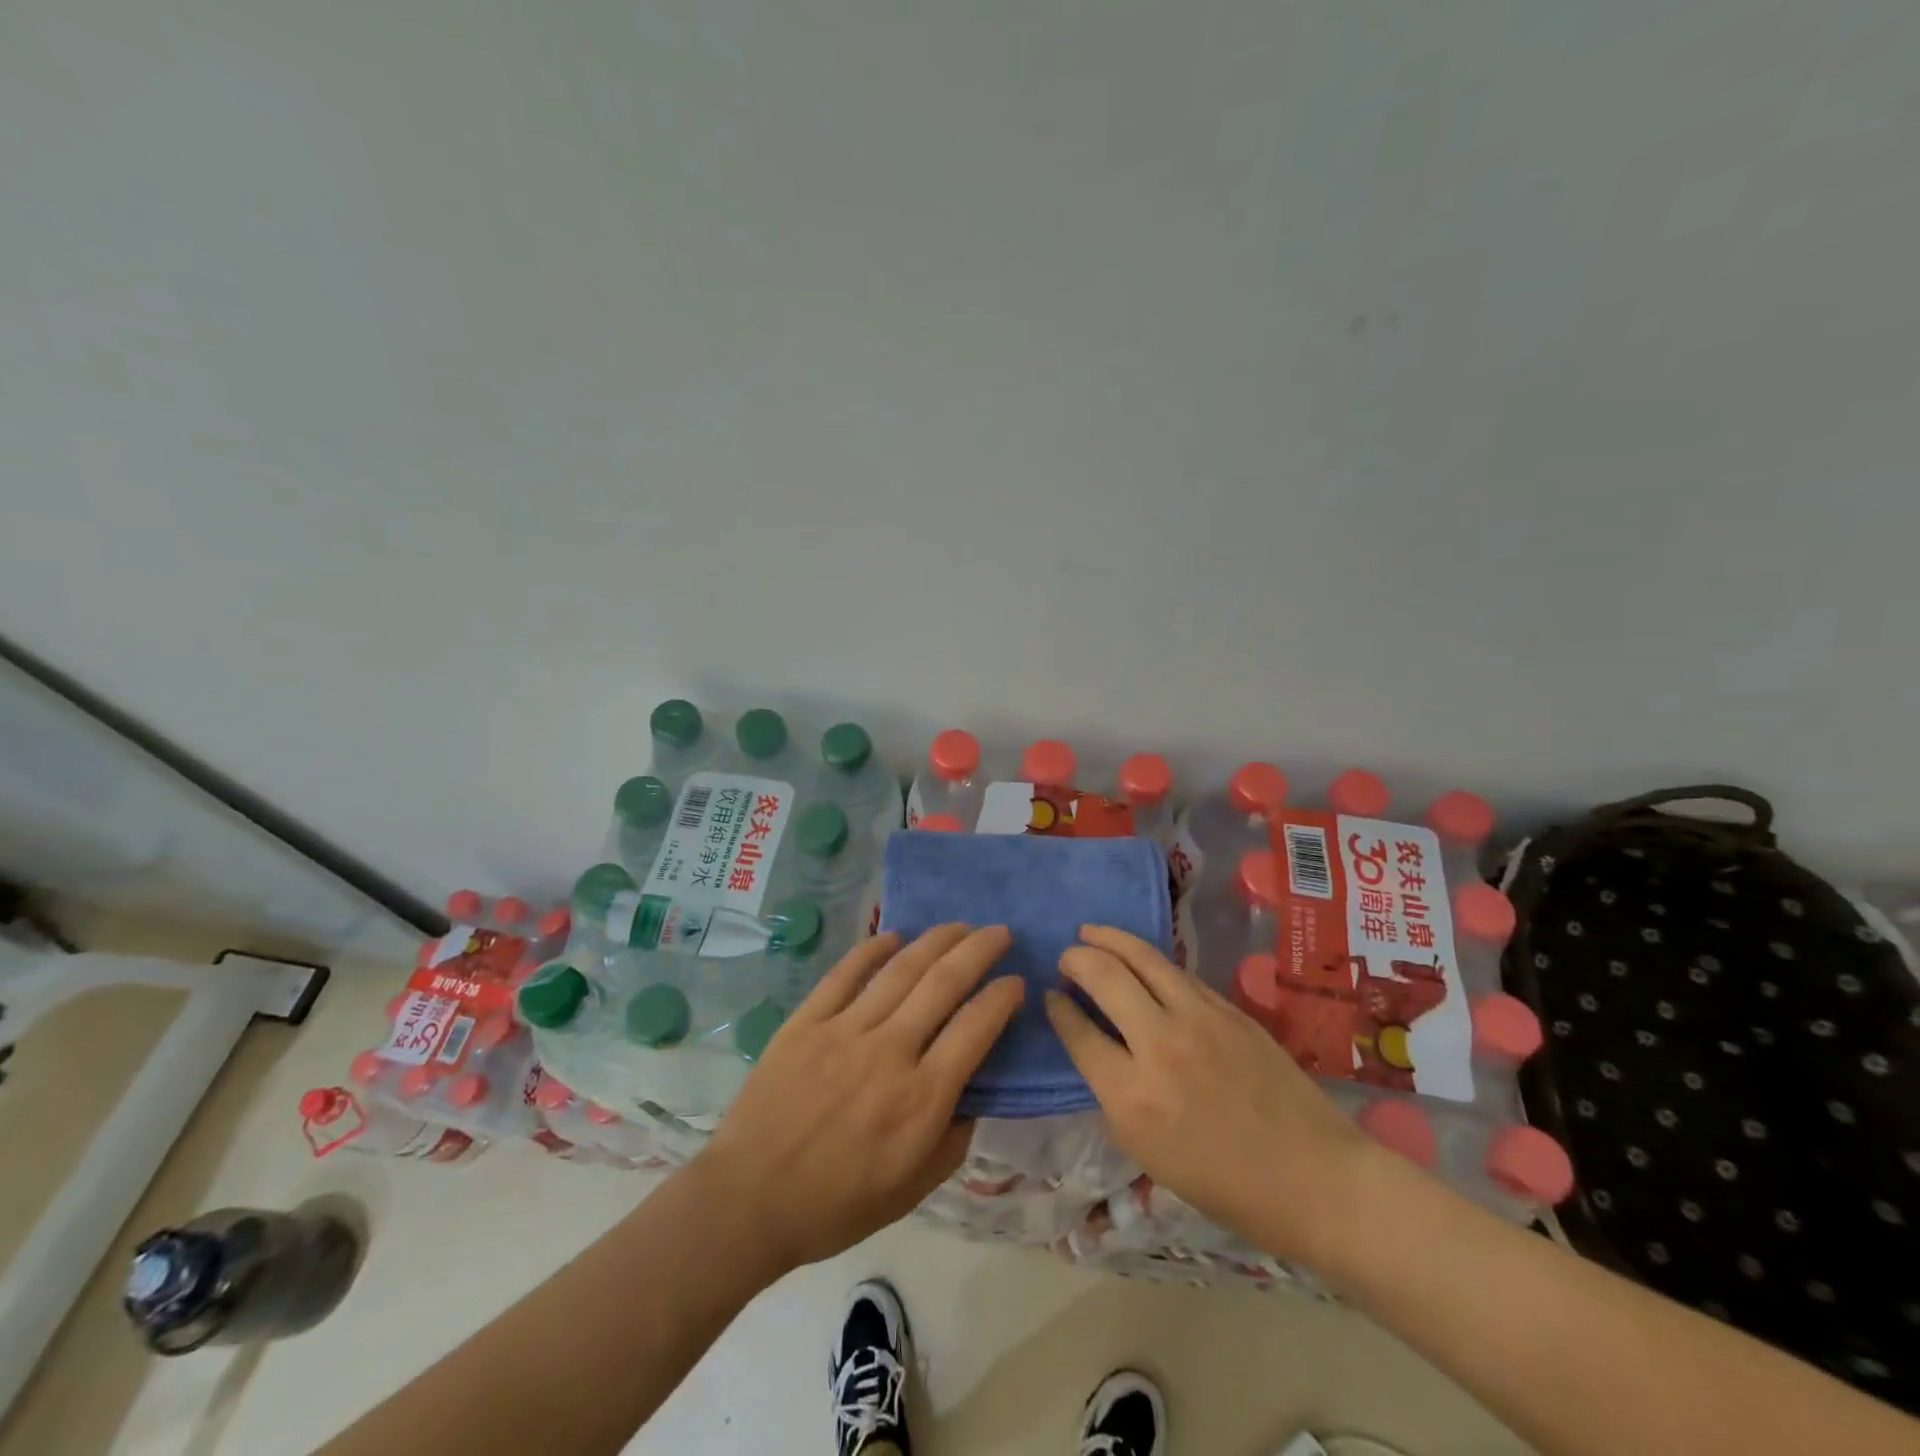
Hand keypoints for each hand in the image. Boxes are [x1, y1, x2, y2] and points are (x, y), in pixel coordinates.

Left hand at [697, 925, 1022, 1273]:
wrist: (748, 1201)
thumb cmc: (836, 1205)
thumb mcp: (913, 1190)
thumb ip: (954, 1139)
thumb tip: (974, 1092)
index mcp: (921, 1098)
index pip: (976, 1028)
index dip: (1002, 998)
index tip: (1016, 981)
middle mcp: (890, 1052)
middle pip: (944, 983)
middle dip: (979, 951)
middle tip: (999, 932)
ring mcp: (845, 1030)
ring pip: (900, 969)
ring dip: (936, 940)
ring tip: (958, 925)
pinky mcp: (807, 1021)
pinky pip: (845, 973)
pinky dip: (872, 948)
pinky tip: (893, 934)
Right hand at [1045, 926, 1375, 1264]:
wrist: (1313, 1178)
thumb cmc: (1225, 1184)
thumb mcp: (1148, 1154)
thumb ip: (1114, 1095)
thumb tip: (1094, 1047)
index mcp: (1131, 1095)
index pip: (1078, 1032)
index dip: (1057, 1008)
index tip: (1049, 996)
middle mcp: (1160, 1045)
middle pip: (1104, 976)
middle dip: (1076, 959)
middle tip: (1066, 958)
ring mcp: (1199, 1018)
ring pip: (1142, 957)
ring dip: (1109, 939)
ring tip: (1091, 933)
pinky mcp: (1229, 1008)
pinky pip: (1177, 973)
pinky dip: (1149, 960)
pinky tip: (1140, 960)